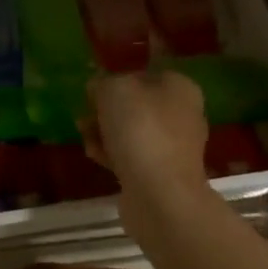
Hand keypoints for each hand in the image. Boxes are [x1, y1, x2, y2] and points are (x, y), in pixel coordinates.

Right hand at [85, 71, 209, 194]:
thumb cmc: (141, 131)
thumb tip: (99, 88)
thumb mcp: (115, 90)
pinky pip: (131, 156)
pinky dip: (112, 154)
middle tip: (86, 115)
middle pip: (137, 105)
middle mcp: (183, 115)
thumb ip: (104, 83)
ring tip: (84, 136)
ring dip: (105, 132)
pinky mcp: (161, 174)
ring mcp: (174, 147)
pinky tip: (93, 155)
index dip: (116, 79)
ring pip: (132, 132)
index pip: (144, 74)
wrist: (160, 194)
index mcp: (180, 88)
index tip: (93, 91)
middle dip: (107, 110)